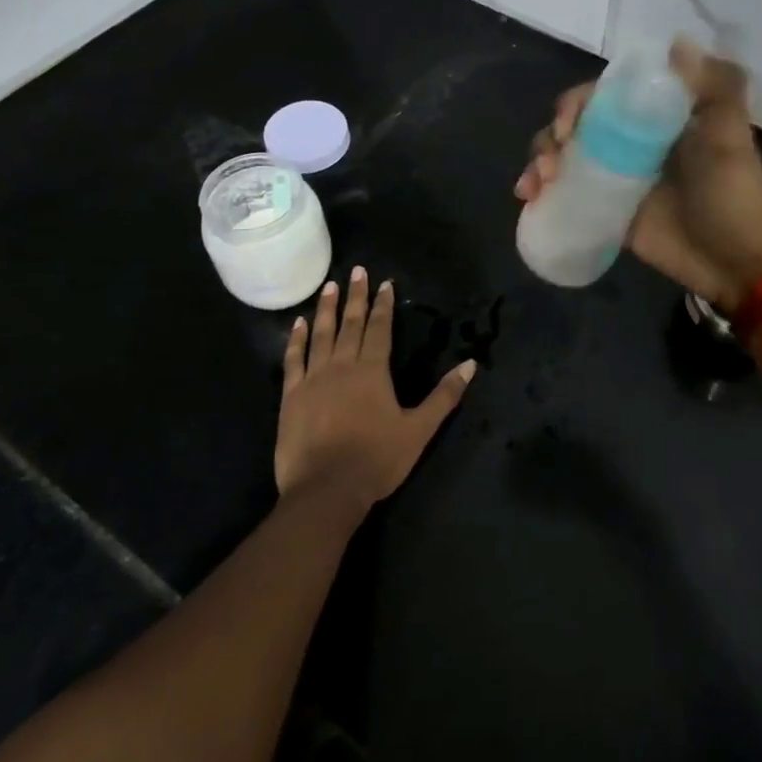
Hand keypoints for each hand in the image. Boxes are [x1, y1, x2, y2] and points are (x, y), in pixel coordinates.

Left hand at [276, 267, 476, 513]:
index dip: (383, 305)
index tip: (384, 283)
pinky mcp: (291, 396)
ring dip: (327, 309)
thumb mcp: (419, 430)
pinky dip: (296, 339)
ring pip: (321, 334)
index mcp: (373, 371)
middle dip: (356, 296)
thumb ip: (444, 396)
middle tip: (356, 271)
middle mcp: (342, 365)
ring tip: (330, 286)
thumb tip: (471, 364)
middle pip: (350, 324)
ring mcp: (313, 378)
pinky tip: (298, 324)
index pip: (380, 329)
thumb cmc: (376, 460)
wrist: (326, 490)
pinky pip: (294, 359)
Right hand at [516, 39, 761, 312]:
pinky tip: (530, 198)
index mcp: (652, 119)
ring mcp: (614, 179)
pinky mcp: (605, 212)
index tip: (568, 125)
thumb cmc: (733, 194)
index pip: (602, 97)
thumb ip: (713, 88)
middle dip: (550, 136)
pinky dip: (542, 192)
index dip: (576, 104)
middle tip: (551, 162)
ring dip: (540, 162)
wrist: (736, 261)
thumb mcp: (729, 136)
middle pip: (573, 126)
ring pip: (563, 158)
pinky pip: (565, 195)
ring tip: (535, 185)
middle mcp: (628, 143)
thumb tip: (676, 42)